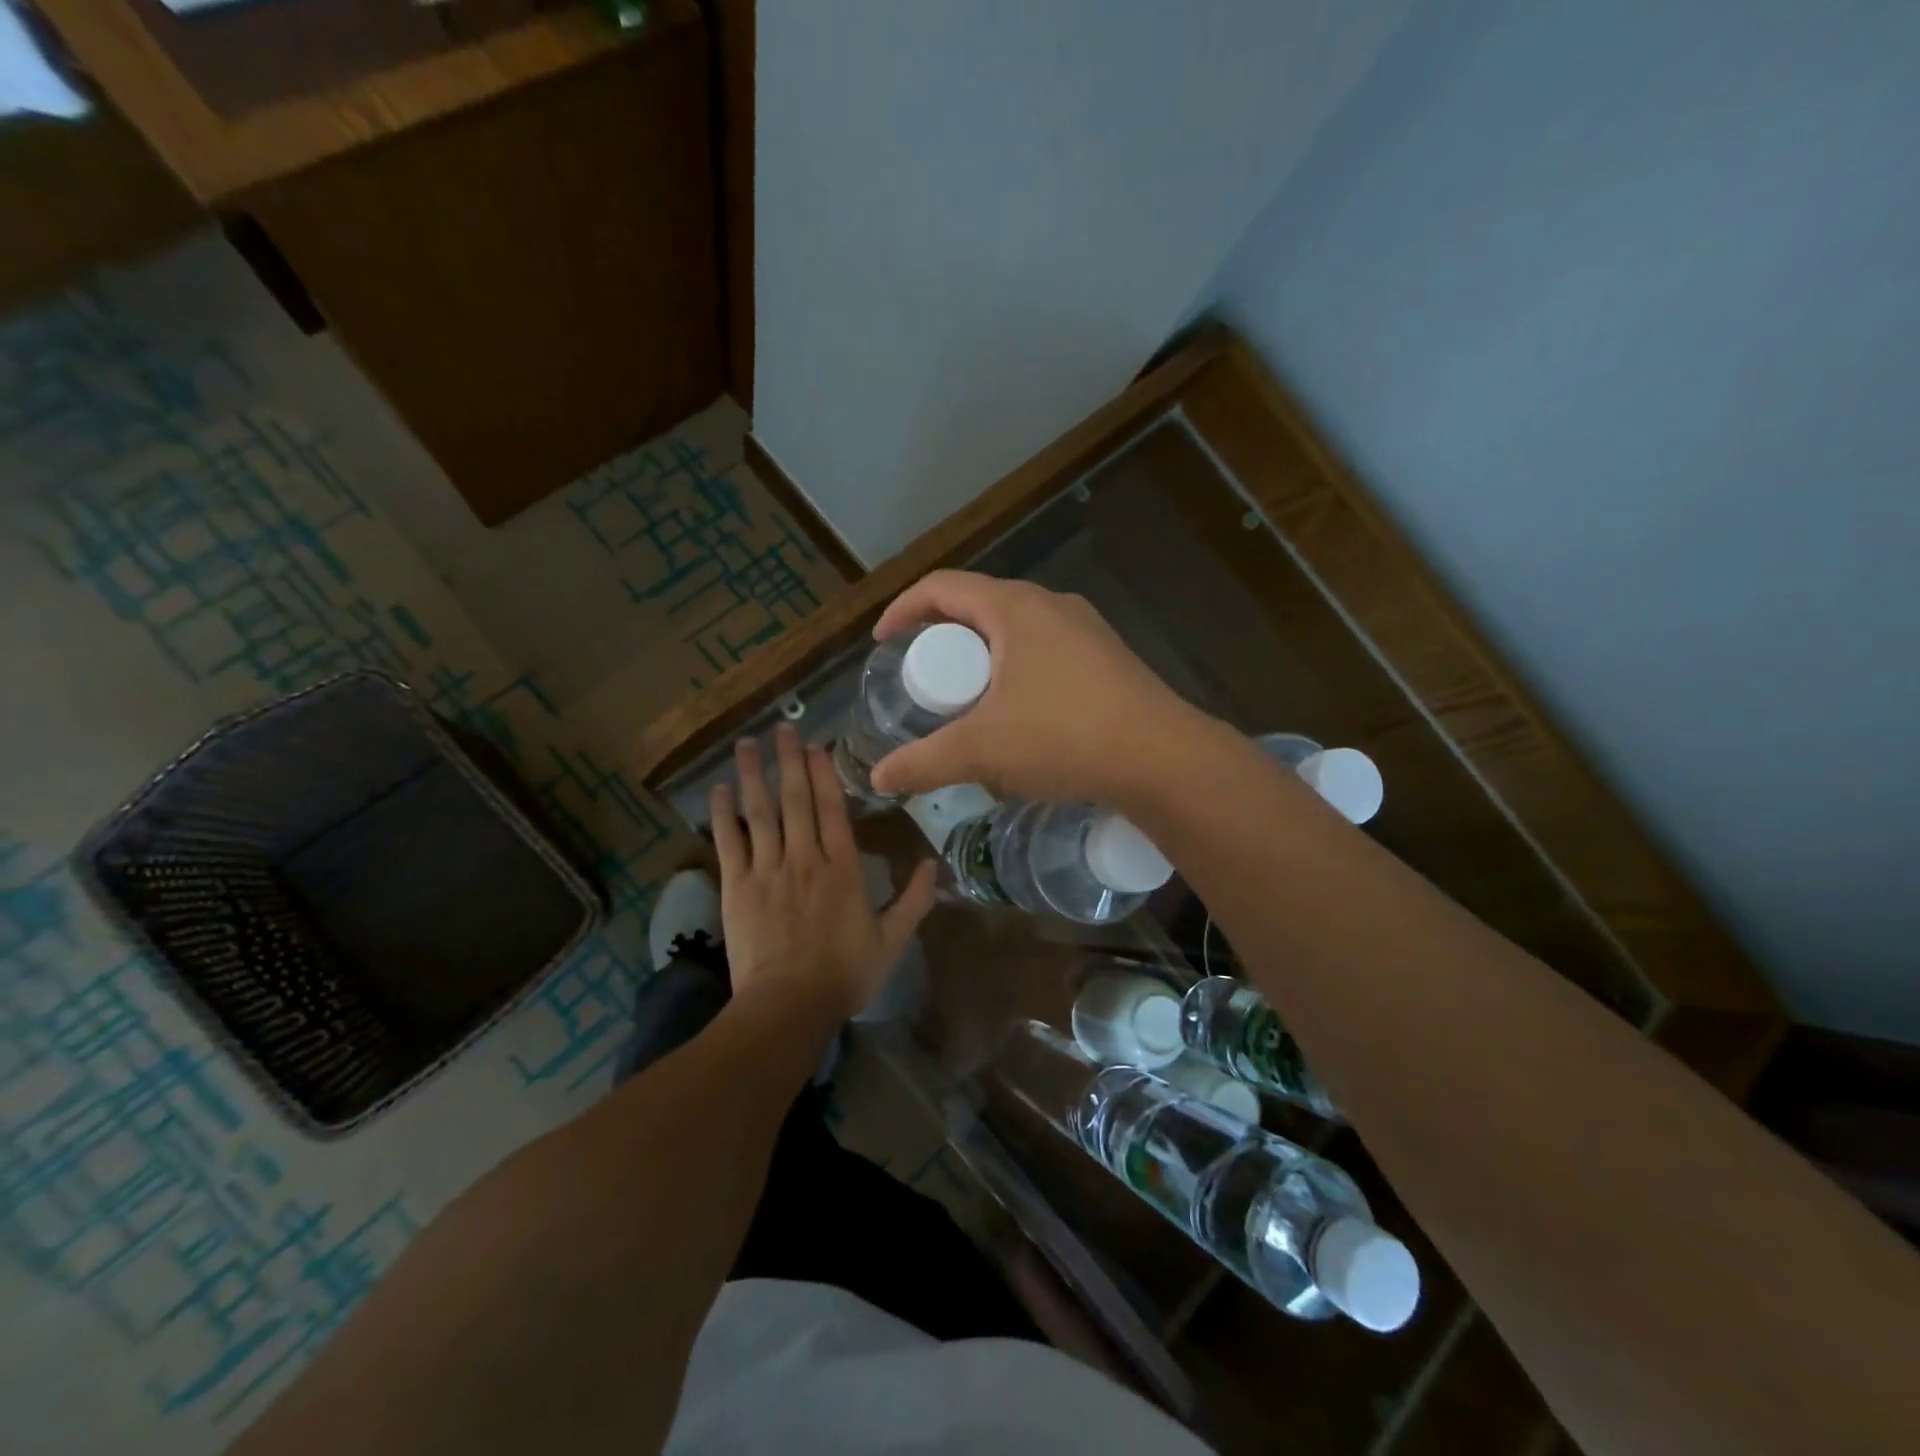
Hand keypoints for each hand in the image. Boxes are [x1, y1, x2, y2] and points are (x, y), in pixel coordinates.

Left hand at [710, 724, 936, 1023]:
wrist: (789, 1005)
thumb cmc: (844, 974)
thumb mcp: (891, 941)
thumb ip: (913, 900)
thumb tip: (932, 865)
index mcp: (842, 869)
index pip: (832, 809)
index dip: (823, 774)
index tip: (817, 746)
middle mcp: (804, 858)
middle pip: (795, 800)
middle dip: (789, 761)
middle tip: (782, 728)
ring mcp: (767, 870)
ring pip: (760, 812)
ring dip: (753, 775)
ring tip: (747, 744)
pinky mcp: (737, 887)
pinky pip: (729, 842)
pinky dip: (723, 814)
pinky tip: (718, 791)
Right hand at [869, 571, 1206, 804]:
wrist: (1162, 758)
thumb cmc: (1064, 736)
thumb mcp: (983, 750)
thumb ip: (924, 762)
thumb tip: (878, 778)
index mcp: (1014, 608)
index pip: (941, 587)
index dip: (902, 609)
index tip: (882, 643)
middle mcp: (1050, 605)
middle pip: (978, 607)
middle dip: (942, 640)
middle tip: (924, 681)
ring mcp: (1085, 630)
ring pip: (1014, 632)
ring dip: (982, 659)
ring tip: (968, 701)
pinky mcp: (1106, 658)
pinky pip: (1044, 652)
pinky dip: (1016, 672)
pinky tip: (1019, 717)